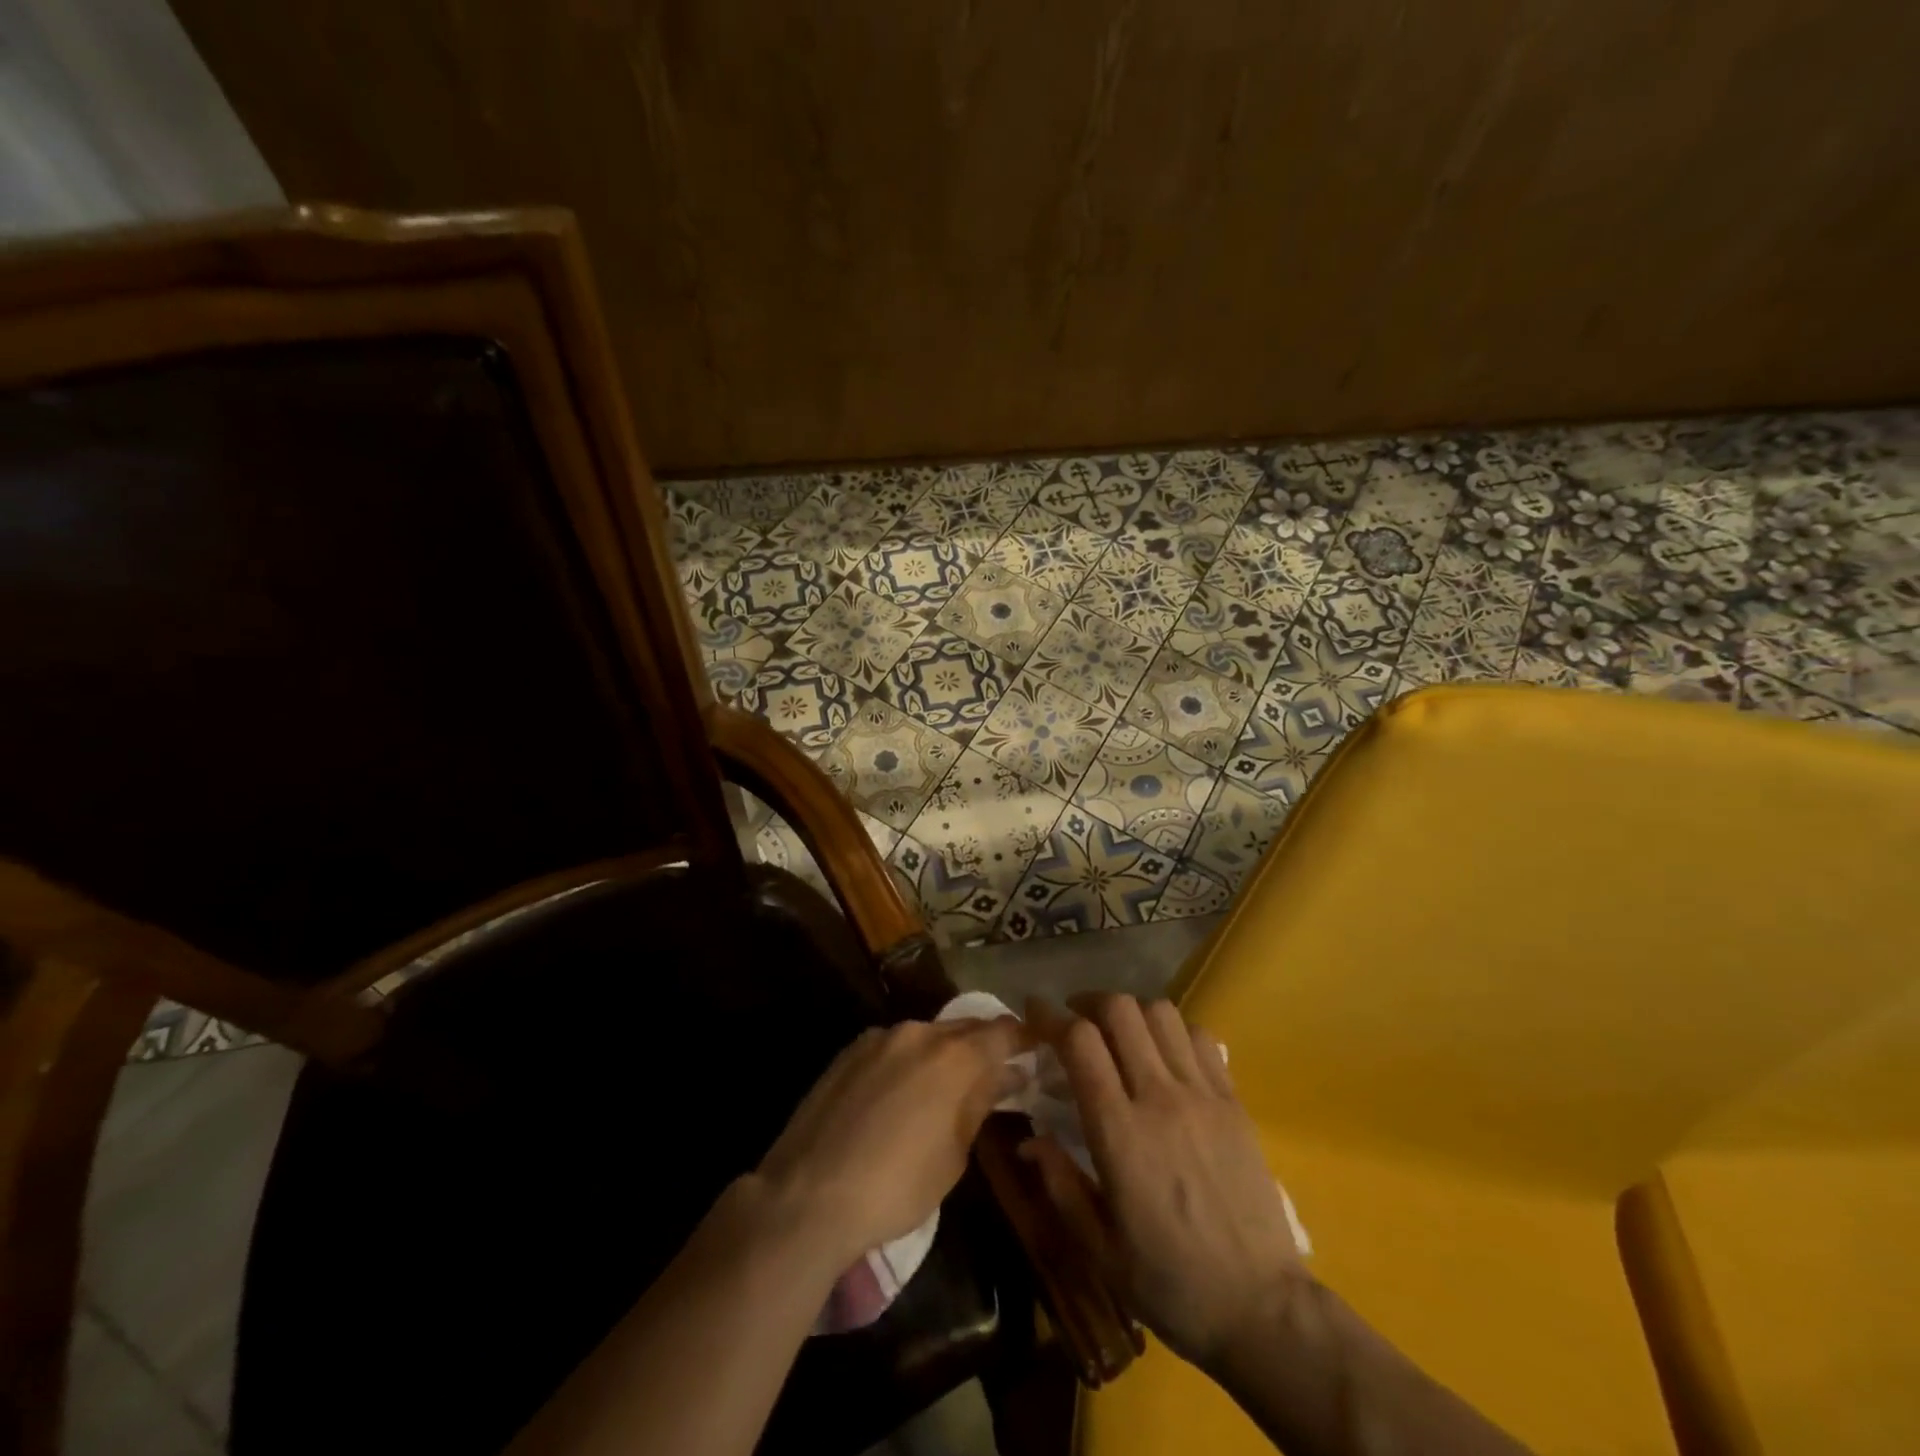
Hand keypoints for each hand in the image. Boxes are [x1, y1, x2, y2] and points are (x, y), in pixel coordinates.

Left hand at [753, 1017, 1025, 1267]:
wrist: (809, 1194)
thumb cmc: (897, 1185)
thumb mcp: (954, 1154)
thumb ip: (980, 1103)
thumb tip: (1007, 1075)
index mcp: (953, 1056)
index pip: (1003, 1032)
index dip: (1024, 1038)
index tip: (1038, 1048)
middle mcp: (919, 1033)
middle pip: (964, 1029)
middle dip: (984, 1046)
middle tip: (997, 1072)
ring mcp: (879, 1038)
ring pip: (926, 1035)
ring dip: (943, 1054)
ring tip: (947, 1086)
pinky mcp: (849, 1050)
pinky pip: (893, 1046)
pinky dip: (909, 1061)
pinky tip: (902, 1092)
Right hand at [1021, 994, 1306, 1372]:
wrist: (1262, 1308)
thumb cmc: (1171, 1283)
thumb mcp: (1099, 1250)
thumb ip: (1060, 1185)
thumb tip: (1029, 1140)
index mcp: (1120, 1133)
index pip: (1080, 1043)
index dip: (1050, 1016)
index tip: (1034, 1011)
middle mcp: (1160, 1098)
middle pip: (1120, 1010)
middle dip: (1088, 1003)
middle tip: (1075, 1020)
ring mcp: (1203, 1095)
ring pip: (1161, 1013)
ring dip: (1131, 1011)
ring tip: (1118, 1032)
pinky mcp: (1234, 1101)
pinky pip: (1200, 1037)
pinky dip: (1173, 1030)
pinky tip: (1164, 1054)